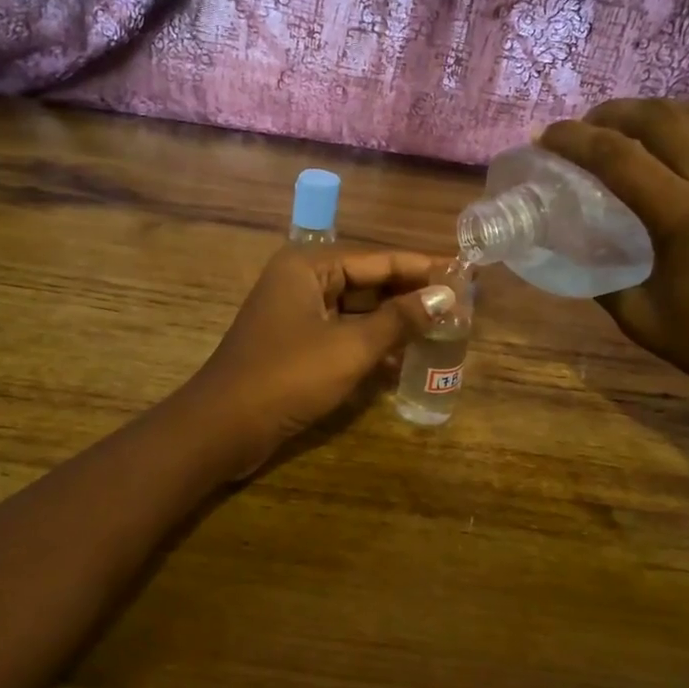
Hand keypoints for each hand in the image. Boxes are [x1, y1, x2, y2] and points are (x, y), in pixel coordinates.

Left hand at [186, 245, 456, 471]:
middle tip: (459, 304)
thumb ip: (399, 319)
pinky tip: (404, 360)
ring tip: (442, 330)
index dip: (422, 268)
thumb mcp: (351, 346)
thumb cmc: (288, 376)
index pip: (378, 260)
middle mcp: (301, 282)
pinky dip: (371, 345)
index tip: (464, 273)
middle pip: (368, 282)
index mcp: (308, 267)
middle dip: (410, 295)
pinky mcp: (296, 347)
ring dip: (394, 322)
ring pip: (357, 311)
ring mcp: (296, 316)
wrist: (224, 428)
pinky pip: (343, 336)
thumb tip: (445, 297)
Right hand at [540, 100, 688, 433]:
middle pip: (661, 120)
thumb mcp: (639, 317)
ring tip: (630, 124)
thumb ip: (604, 277)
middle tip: (585, 129)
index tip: (545, 137)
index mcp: (683, 219)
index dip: (573, 140)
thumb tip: (579, 248)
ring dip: (660, 111)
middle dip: (614, 114)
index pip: (616, 157)